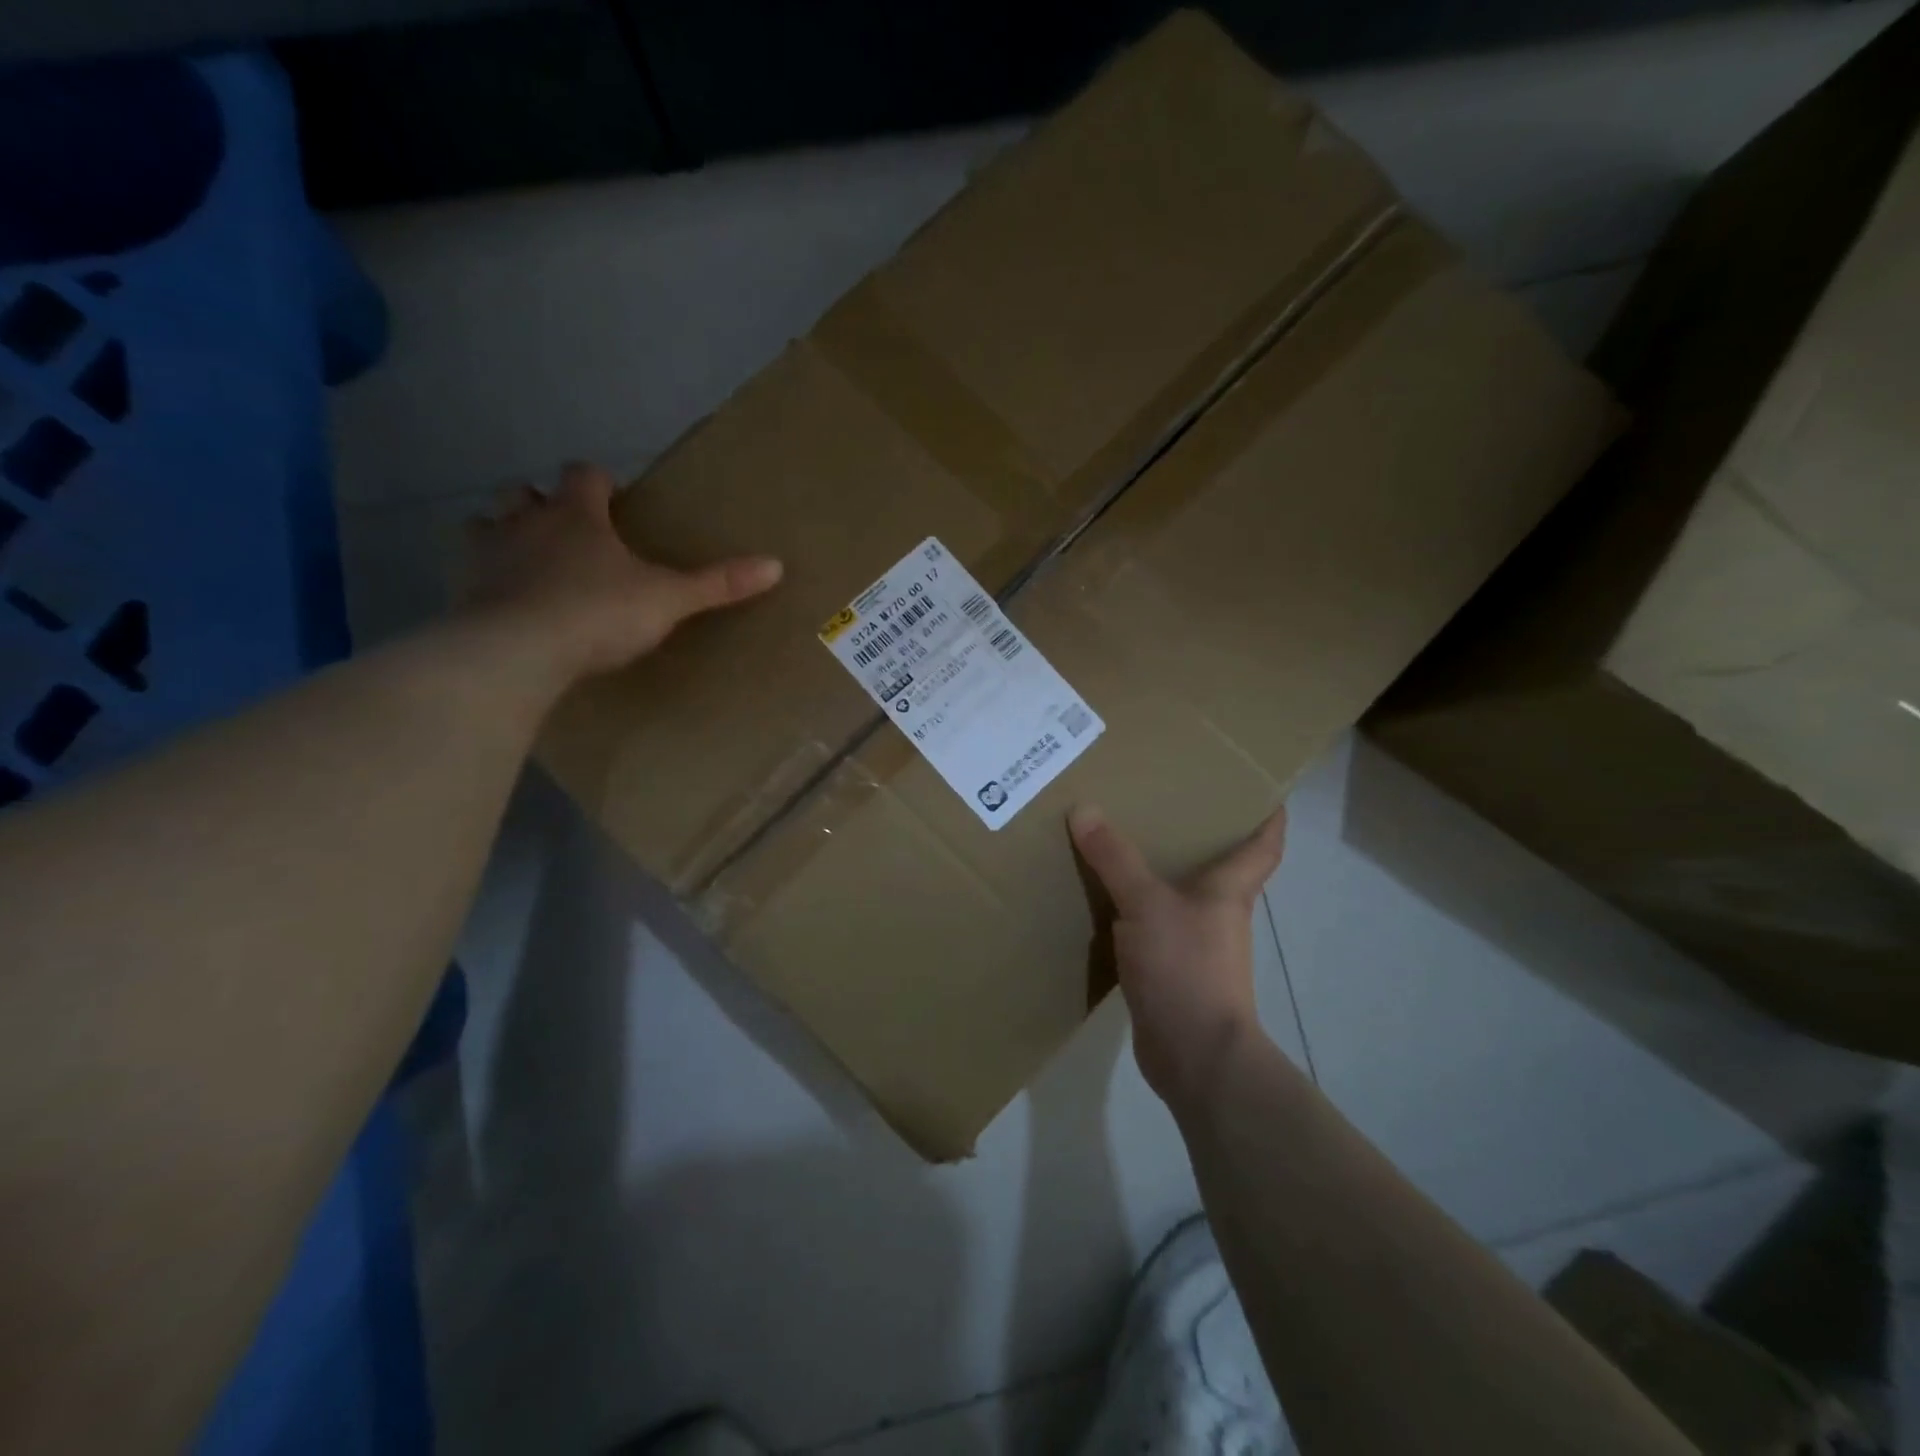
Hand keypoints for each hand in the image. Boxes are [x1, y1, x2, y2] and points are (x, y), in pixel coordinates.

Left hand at [459, 462, 782, 687]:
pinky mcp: (462, 591)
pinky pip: (468, 573)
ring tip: (528, 564)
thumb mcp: (669, 600)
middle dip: (542, 504)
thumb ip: (718, 584)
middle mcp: (526, 522)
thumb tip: (776, 565)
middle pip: (524, 492)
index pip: (585, 474)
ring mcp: (486, 554)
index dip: (599, 481)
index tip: (613, 498)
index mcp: (577, 515)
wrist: (519, 651)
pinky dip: (485, 581)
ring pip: (485, 525)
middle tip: (567, 532)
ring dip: (504, 536)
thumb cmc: (598, 612)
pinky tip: (504, 606)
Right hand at [1068, 805, 1287, 1110]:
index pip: (1264, 844)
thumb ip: (1115, 858)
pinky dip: (1130, 910)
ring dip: (1155, 871)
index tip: (1263, 788)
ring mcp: (1195, 946)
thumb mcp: (1145, 903)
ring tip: (1119, 840)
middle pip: (1217, 865)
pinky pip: (1149, 926)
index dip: (1269, 814)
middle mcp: (1217, 913)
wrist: (1194, 1057)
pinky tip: (1100, 898)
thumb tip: (1084, 808)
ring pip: (1177, 896)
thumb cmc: (1186, 968)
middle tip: (1162, 799)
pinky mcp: (1169, 971)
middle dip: (1196, 834)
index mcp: (1228, 890)